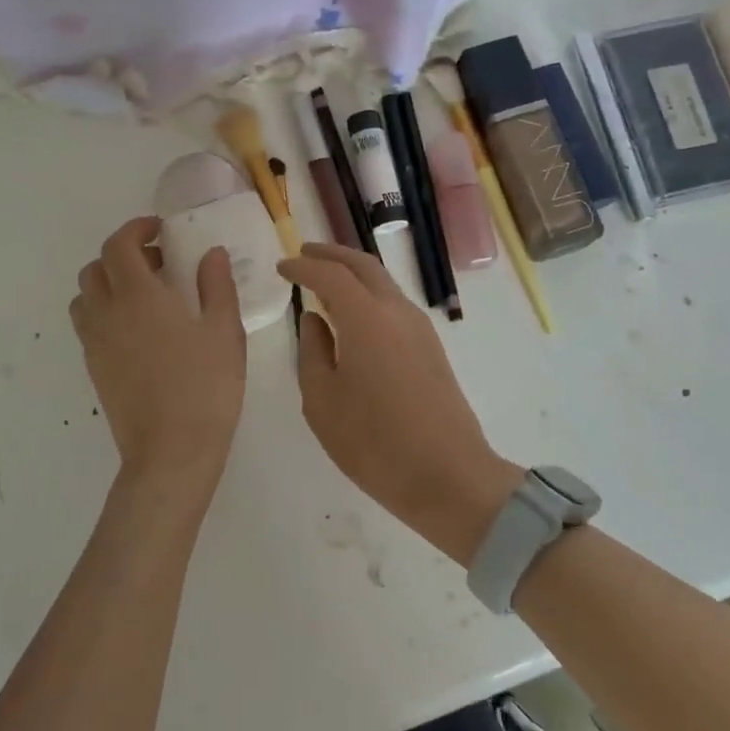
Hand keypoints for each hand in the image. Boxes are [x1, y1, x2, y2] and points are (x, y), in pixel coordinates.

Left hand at [70, 218, 246, 505]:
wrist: (170, 452)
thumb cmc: (205, 388)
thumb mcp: (224, 332)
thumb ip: (217, 285)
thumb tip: (211, 253)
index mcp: (139, 297)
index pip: (119, 245)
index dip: (136, 229)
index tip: (160, 230)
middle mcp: (107, 313)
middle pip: (95, 267)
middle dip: (122, 254)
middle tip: (158, 263)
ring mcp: (95, 343)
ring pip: (86, 296)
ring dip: (109, 283)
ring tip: (145, 295)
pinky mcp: (94, 368)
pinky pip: (88, 324)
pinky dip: (105, 311)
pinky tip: (139, 330)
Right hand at [279, 243, 522, 564]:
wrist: (448, 476)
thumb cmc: (374, 443)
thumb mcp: (323, 401)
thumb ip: (312, 352)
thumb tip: (314, 319)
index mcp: (367, 319)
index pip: (330, 275)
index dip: (303, 266)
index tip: (281, 267)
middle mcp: (397, 312)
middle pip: (364, 265)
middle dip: (332, 254)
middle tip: (304, 254)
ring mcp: (420, 328)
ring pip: (383, 283)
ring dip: (353, 274)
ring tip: (325, 281)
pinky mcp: (431, 348)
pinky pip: (394, 305)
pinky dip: (369, 295)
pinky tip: (352, 315)